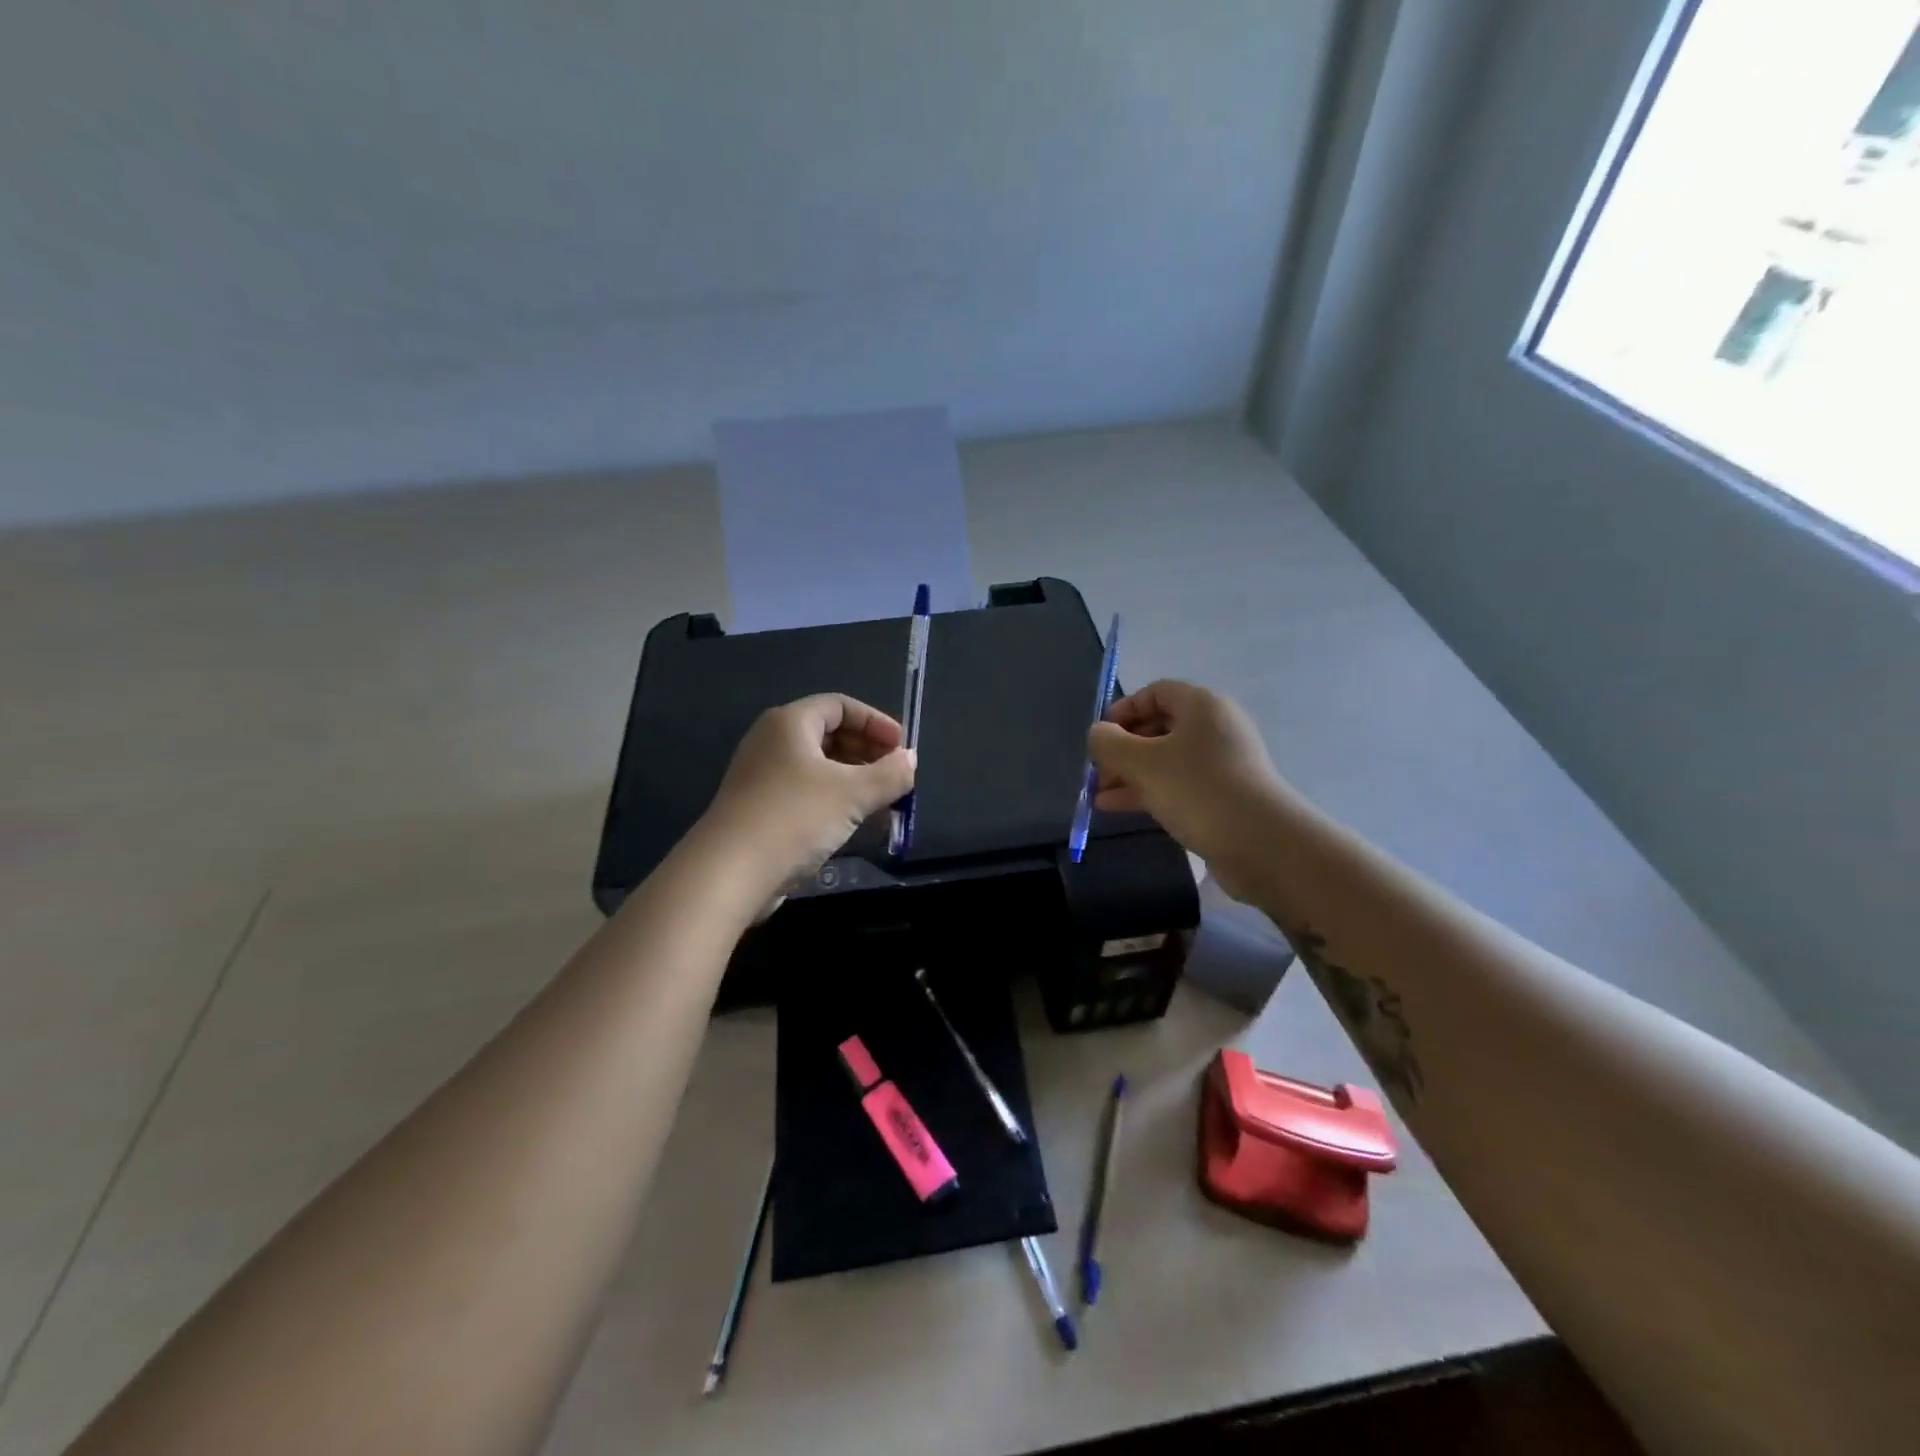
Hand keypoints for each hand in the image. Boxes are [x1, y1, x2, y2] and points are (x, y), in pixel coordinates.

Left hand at [698, 694, 915, 902]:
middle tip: (896, 775)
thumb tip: (910, 760)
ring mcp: (762, 776)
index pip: (840, 706)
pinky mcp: (759, 808)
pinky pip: (806, 792)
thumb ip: (889, 774)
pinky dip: (834, 799)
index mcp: (790, 723)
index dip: (876, 722)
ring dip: (854, 779)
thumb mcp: (852, 793)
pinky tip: (854, 822)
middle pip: (829, 734)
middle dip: (868, 752)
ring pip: (819, 767)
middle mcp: (772, 742)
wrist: (729, 872)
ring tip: (883, 801)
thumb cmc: (794, 817)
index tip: (902, 747)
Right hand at [1088, 679, 1284, 898]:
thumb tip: (1098, 734)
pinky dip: (1149, 792)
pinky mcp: (1225, 796)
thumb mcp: (1141, 763)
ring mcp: (1223, 764)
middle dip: (1122, 749)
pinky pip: (1178, 785)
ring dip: (1130, 774)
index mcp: (1202, 706)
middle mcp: (1215, 728)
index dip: (1124, 709)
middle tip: (1096, 772)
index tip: (1100, 737)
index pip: (1156, 692)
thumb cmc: (1197, 790)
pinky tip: (1117, 808)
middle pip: (1159, 727)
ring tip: (1098, 796)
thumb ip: (1109, 743)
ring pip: (1166, 760)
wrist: (1262, 844)